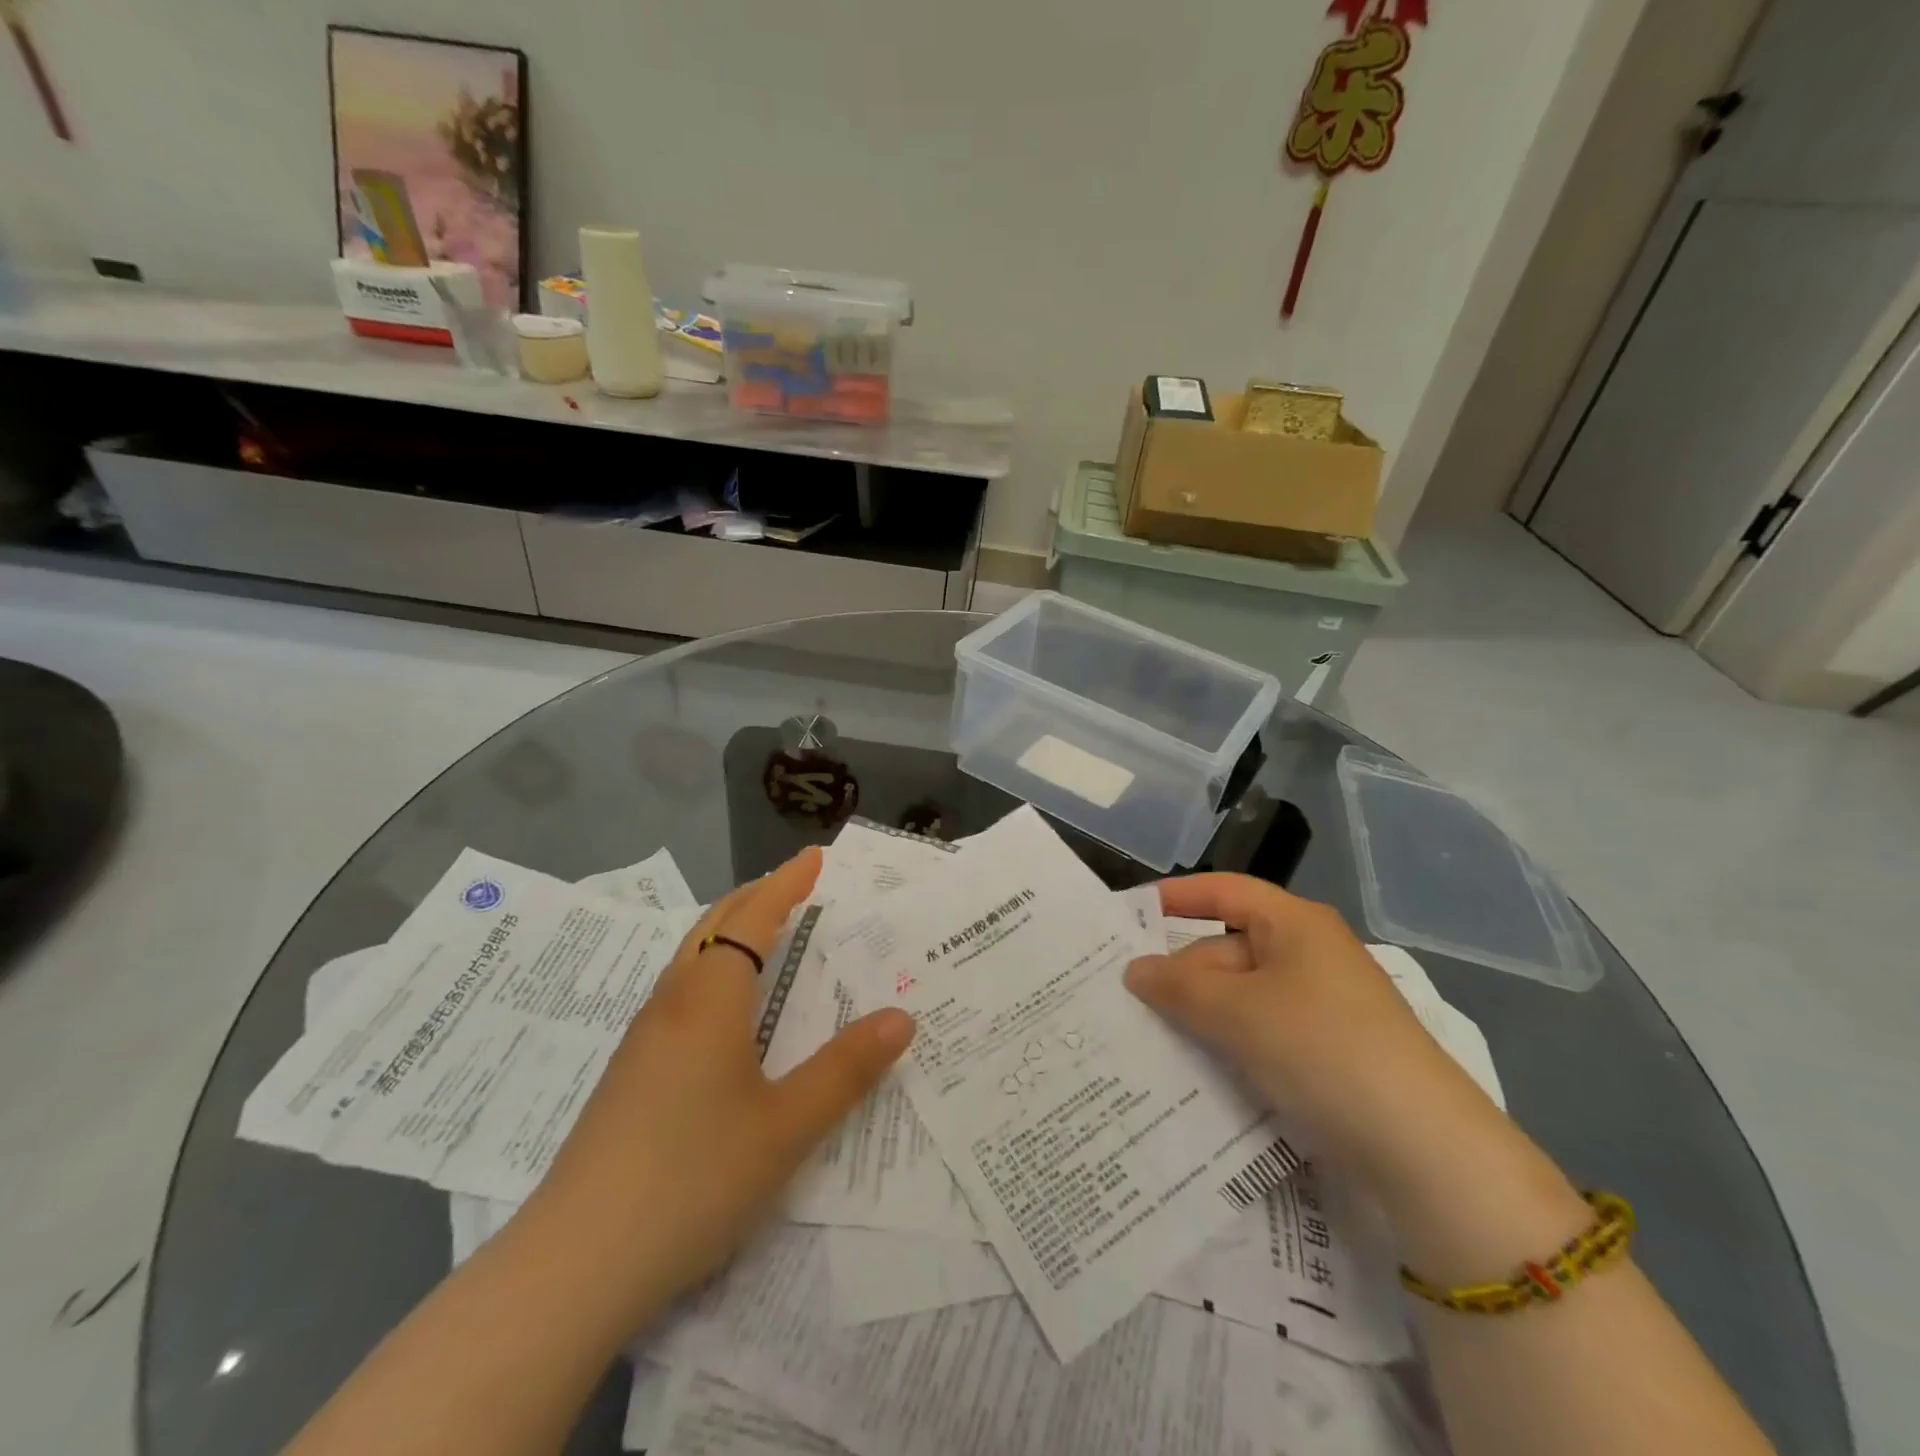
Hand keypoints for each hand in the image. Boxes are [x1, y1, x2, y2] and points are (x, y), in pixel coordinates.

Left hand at [526, 848, 914, 1331]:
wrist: (574, 1265)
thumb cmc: (692, 1179)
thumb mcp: (786, 1127)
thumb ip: (846, 1070)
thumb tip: (901, 1017)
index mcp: (709, 1001)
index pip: (752, 920)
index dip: (785, 885)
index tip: (815, 857)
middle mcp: (672, 1005)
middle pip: (713, 927)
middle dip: (756, 897)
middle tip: (796, 884)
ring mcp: (643, 1040)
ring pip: (690, 960)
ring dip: (730, 932)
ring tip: (766, 933)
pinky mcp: (629, 1074)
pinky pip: (679, 993)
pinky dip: (712, 969)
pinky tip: (724, 1009)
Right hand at [1123, 874, 1517, 1207]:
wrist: (1424, 1149)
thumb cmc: (1321, 1050)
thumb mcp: (1238, 1012)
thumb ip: (1179, 986)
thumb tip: (1135, 970)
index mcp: (1296, 924)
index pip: (1225, 891)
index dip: (1176, 896)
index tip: (1130, 915)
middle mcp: (1310, 955)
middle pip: (1228, 948)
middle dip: (1182, 972)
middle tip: (1129, 1001)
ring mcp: (1322, 1006)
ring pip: (1243, 995)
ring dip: (1201, 1014)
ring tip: (1151, 1038)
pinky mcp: (1329, 1052)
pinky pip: (1263, 1032)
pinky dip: (1230, 1044)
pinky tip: (1198, 1070)